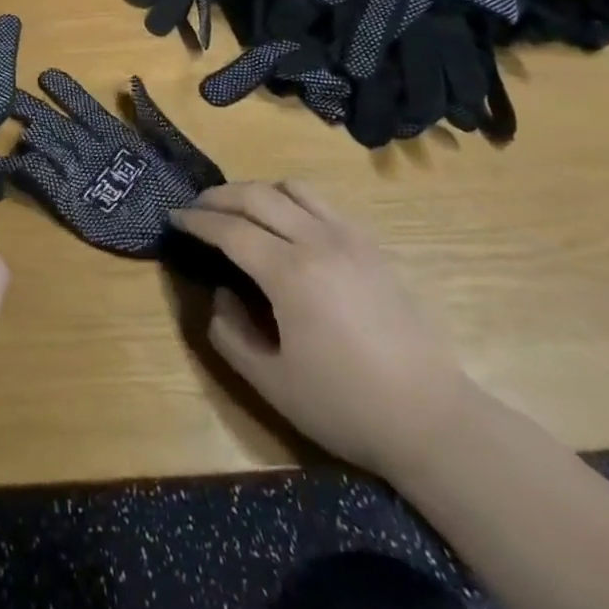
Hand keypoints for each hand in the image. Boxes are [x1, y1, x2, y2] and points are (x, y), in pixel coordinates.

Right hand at [169, 181, 478, 479]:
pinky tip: (286, 223)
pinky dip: (292, 200)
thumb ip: (230, 334)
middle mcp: (317, 241)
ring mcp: (349, 238)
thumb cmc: (347, 406)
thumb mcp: (272, 383)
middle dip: (219, 196)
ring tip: (239, 209)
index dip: (196, 220)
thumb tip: (220, 293)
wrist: (434, 420)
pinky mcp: (372, 246)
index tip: (174, 216)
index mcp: (289, 272)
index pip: (229, 229)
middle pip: (256, 195)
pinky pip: (322, 203)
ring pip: (292, 188)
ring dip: (256, 191)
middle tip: (197, 207)